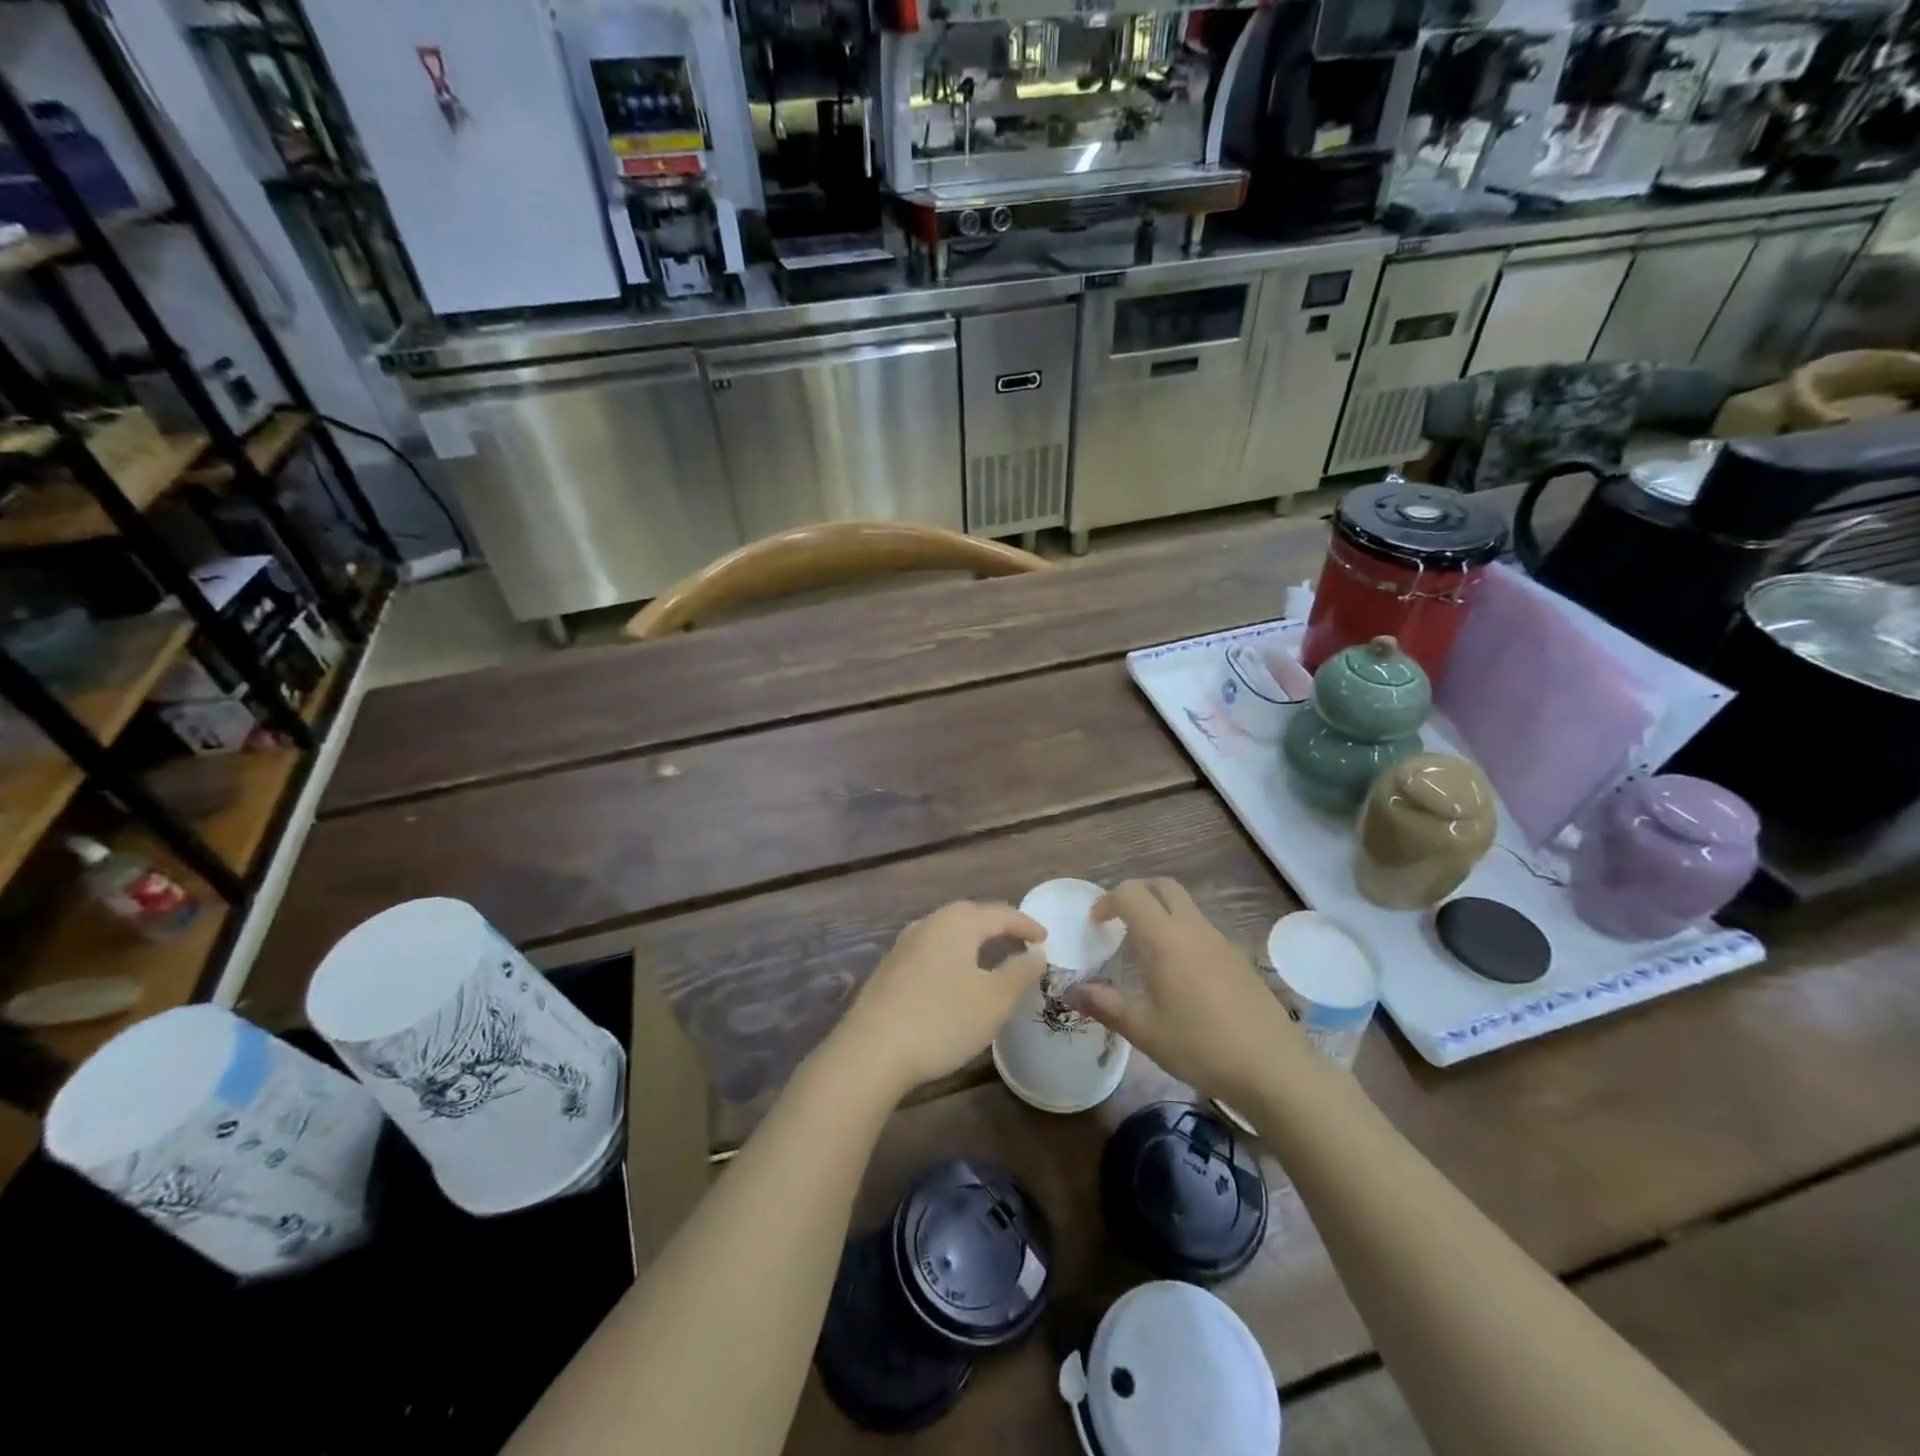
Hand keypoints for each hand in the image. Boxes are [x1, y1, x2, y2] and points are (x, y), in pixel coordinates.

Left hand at [828, 900, 1047, 1100]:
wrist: (871, 1051)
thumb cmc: (942, 1020)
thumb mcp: (994, 1001)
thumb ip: (1020, 973)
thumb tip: (1036, 954)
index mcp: (957, 923)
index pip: (1000, 914)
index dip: (1026, 924)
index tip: (1046, 939)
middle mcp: (928, 923)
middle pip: (970, 916)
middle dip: (998, 926)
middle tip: (1020, 941)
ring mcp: (903, 945)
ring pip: (947, 933)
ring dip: (972, 941)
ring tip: (991, 956)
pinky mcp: (889, 969)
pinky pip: (931, 951)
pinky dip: (952, 956)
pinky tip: (954, 977)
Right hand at [1065, 878, 1307, 1107]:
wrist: (1273, 1067)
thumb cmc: (1200, 1045)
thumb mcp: (1143, 1029)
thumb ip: (1104, 1004)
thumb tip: (1070, 991)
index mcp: (1165, 938)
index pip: (1131, 894)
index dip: (1108, 901)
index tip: (1096, 925)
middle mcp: (1193, 929)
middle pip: (1163, 887)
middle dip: (1136, 893)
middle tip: (1118, 921)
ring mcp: (1220, 942)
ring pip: (1186, 907)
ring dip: (1160, 913)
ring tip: (1144, 951)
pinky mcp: (1238, 959)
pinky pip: (1202, 929)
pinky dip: (1181, 933)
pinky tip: (1178, 974)